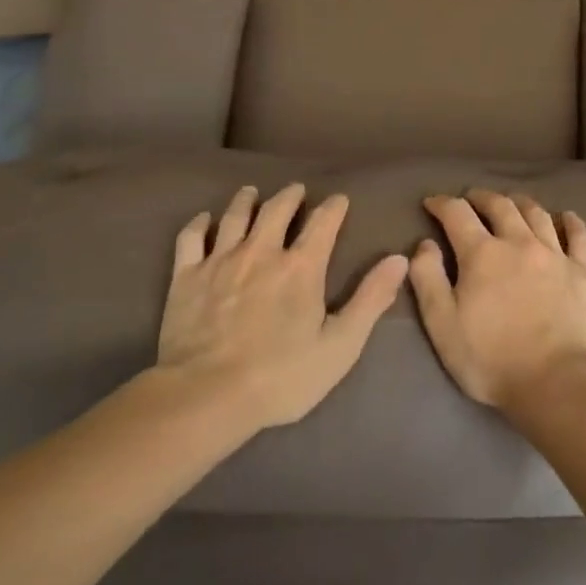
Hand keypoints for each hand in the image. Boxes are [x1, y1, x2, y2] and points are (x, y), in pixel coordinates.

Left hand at [159, 184, 408, 429]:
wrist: (206, 395)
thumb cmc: (282, 377)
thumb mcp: (340, 345)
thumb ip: (370, 299)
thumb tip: (399, 259)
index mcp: (301, 267)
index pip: (323, 223)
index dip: (333, 207)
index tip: (339, 199)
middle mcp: (261, 252)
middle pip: (276, 210)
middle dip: (290, 196)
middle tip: (296, 190)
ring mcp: (220, 261)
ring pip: (235, 216)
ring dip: (247, 200)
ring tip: (252, 192)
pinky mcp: (186, 276)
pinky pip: (191, 238)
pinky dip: (199, 224)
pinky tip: (203, 220)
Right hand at [408, 190, 585, 409]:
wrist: (557, 381)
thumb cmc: (491, 358)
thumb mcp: (442, 325)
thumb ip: (428, 280)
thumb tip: (425, 245)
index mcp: (482, 254)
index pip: (457, 214)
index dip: (442, 204)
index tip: (432, 203)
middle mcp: (519, 243)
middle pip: (500, 206)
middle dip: (482, 198)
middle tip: (472, 199)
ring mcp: (556, 255)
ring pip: (537, 214)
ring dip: (520, 203)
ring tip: (512, 203)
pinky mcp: (584, 272)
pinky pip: (580, 236)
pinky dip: (571, 222)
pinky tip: (567, 217)